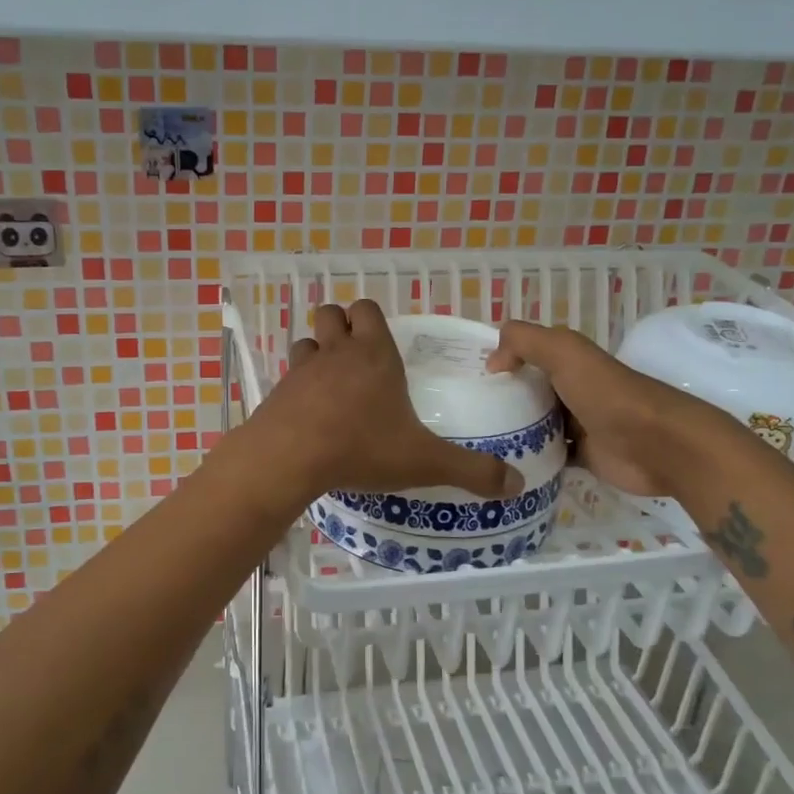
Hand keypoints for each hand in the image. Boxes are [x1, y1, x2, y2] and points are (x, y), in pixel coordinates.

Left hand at [245, 301, 524, 500]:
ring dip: (317, 353)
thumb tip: (516, 483)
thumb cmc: (361, 447)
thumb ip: (471, 470)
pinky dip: (297, 387)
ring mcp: (302, 370)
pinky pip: (288, 377)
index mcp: (374, 354)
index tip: (382, 342)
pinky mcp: (277, 393)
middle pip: (331, 313)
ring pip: (306, 341)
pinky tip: (309, 415)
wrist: (289, 458)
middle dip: (341, 326)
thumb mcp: (425, 462)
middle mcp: (336, 352)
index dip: (372, 319)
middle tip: (356, 357)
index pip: (367, 309)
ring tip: (332, 384)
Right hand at [487, 320, 723, 497]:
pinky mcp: (584, 456)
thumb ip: (524, 342)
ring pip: (536, 425)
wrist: (657, 445)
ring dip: (512, 431)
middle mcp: (573, 389)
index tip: (465, 378)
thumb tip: (492, 362)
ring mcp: (580, 424)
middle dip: (500, 399)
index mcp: (569, 361)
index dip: (499, 361)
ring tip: (474, 443)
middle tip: (462, 415)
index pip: (526, 355)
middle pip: (528, 391)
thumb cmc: (608, 394)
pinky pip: (549, 456)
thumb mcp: (564, 352)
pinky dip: (530, 459)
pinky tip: (503, 465)